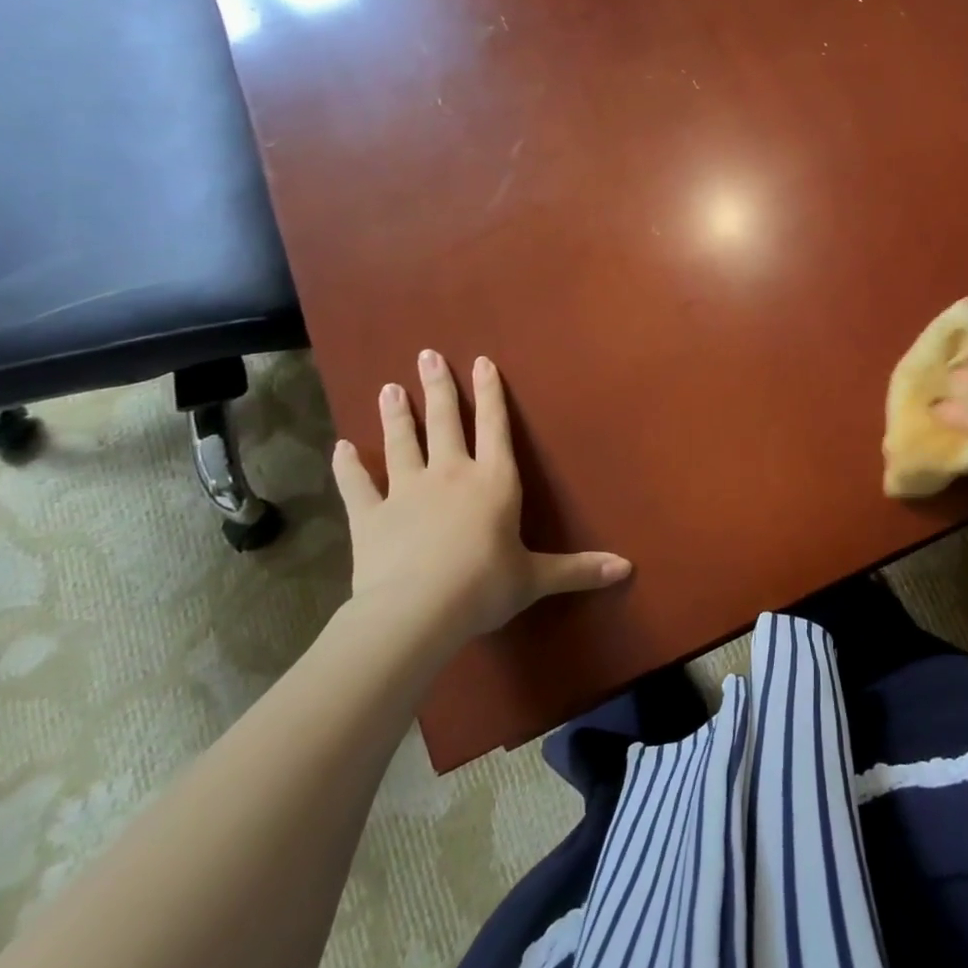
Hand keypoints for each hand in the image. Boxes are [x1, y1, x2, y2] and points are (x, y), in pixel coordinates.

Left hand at [332, 349, 630, 647]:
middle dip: (439, 387)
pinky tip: (340, 448)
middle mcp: (451, 475)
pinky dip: (348, 467)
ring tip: (389, 387)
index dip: (491, 393)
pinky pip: (357, 485)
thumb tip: (627, 568)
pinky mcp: (370, 516)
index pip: (495, 427)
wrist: (417, 611)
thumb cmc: (485, 586)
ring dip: (397, 414)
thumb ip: (578, 569)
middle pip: (445, 422)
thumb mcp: (537, 578)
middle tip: (427, 355)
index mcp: (494, 482)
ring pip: (401, 443)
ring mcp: (407, 492)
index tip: (481, 361)